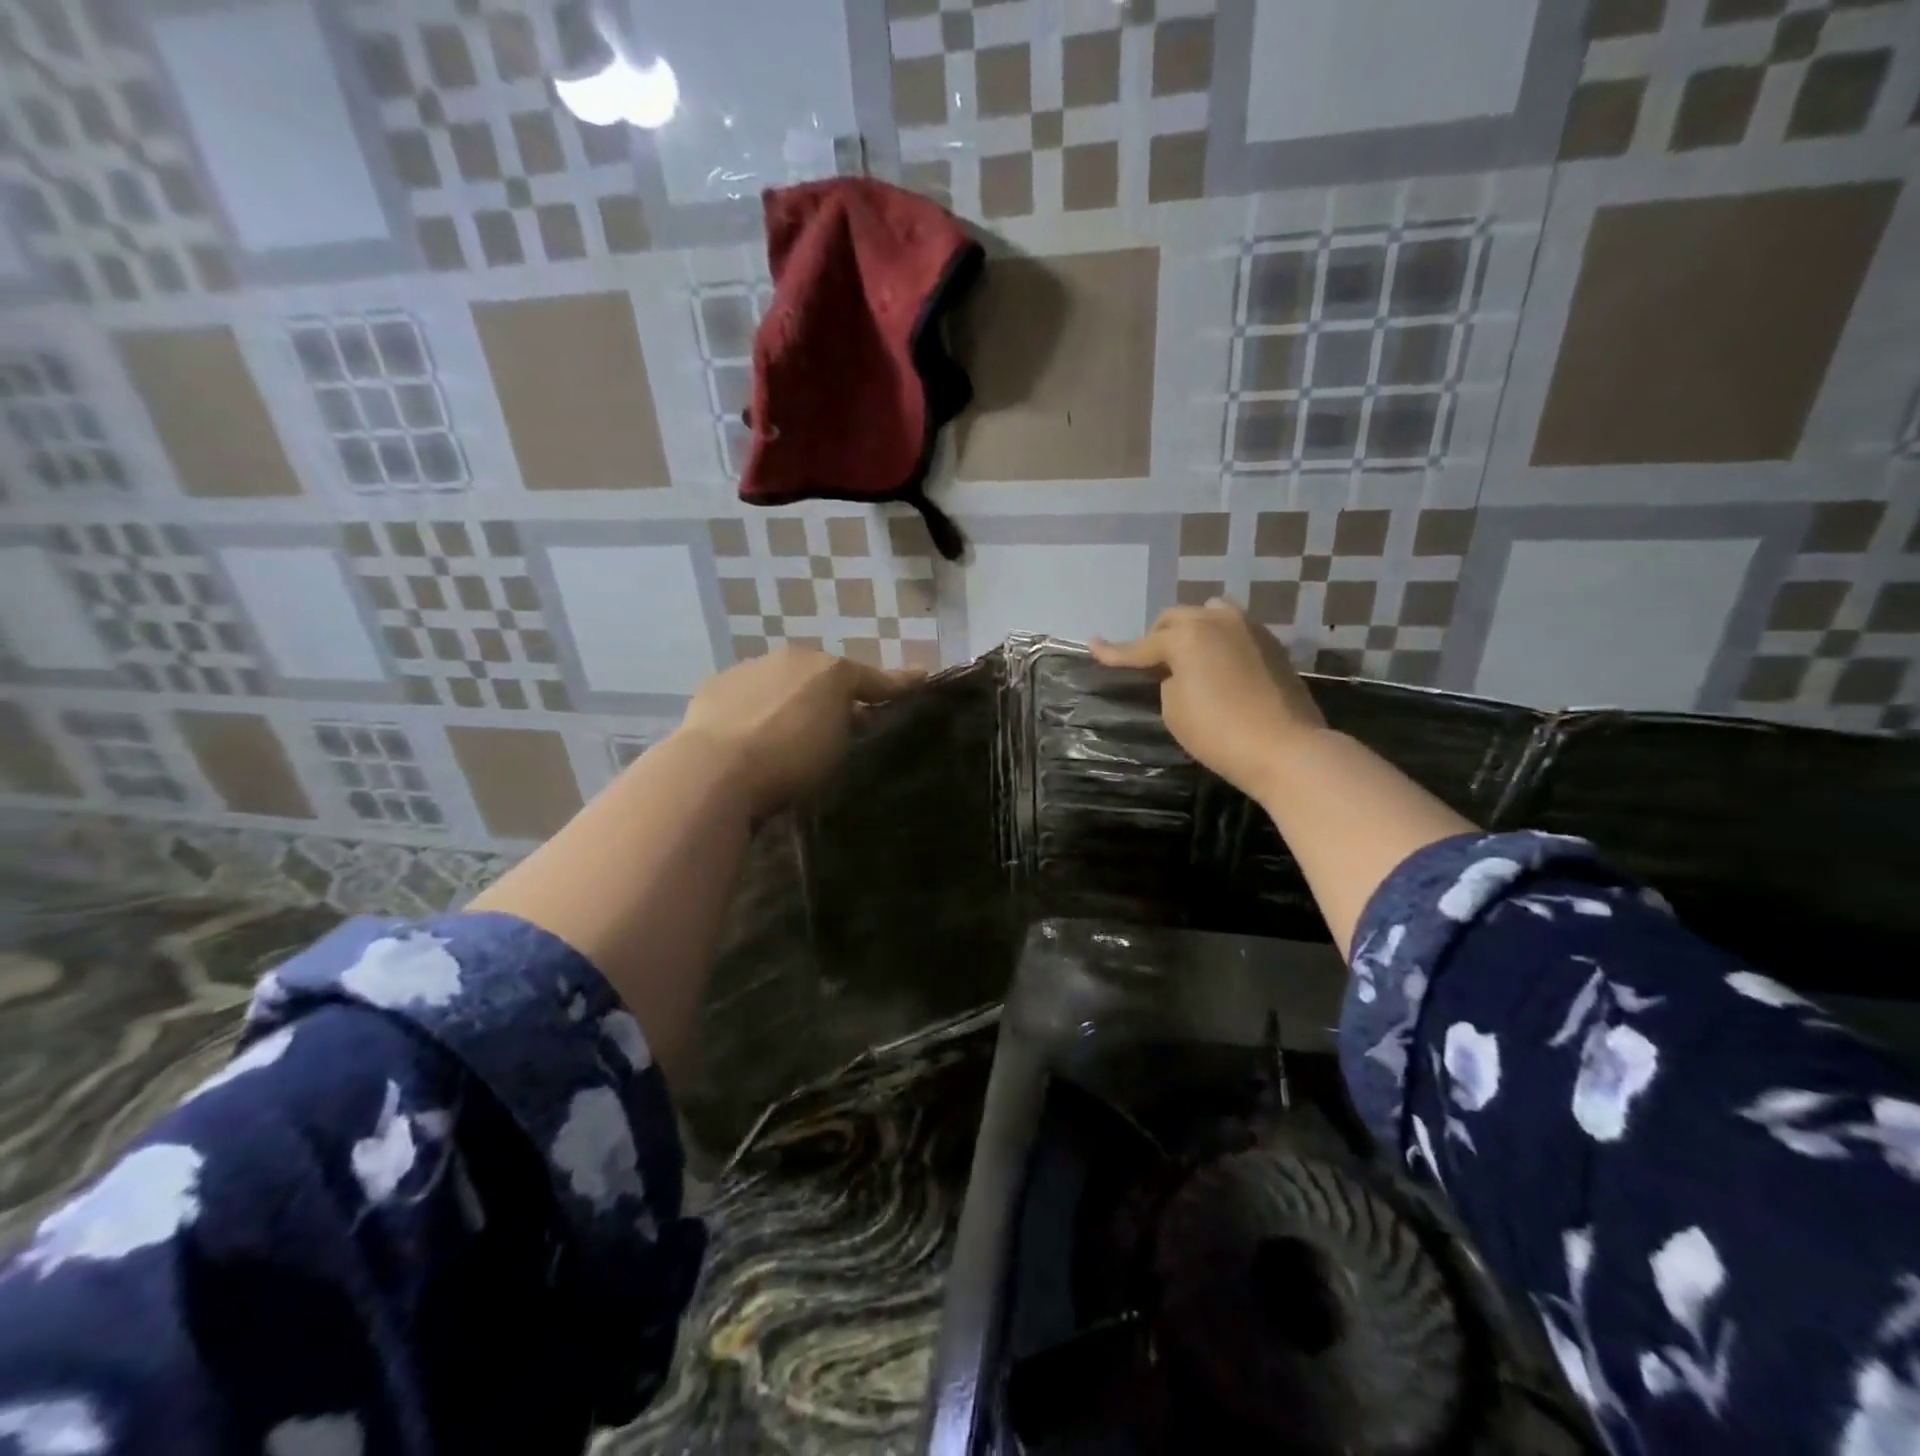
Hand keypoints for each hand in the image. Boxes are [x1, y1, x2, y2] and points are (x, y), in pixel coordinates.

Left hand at [672, 647, 922, 817]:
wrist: (715, 769)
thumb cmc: (791, 757)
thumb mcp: (838, 745)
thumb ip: (851, 721)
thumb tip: (857, 711)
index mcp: (828, 668)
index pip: (871, 676)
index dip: (897, 682)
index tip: (921, 677)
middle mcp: (790, 659)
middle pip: (825, 676)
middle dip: (839, 693)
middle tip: (849, 719)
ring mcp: (750, 669)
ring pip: (784, 682)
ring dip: (795, 699)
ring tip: (795, 729)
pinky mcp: (715, 688)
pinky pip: (749, 696)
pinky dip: (758, 708)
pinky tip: (753, 732)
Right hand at [1090, 598, 1326, 800]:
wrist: (1286, 748)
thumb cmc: (1219, 733)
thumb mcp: (1174, 710)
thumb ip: (1168, 681)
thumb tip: (1179, 671)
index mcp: (1186, 636)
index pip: (1140, 645)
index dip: (1114, 651)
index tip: (1093, 645)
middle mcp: (1216, 621)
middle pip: (1175, 618)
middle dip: (1157, 637)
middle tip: (1149, 662)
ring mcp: (1248, 628)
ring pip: (1209, 614)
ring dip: (1191, 629)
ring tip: (1187, 654)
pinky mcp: (1271, 644)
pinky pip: (1233, 629)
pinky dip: (1217, 639)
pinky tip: (1217, 662)